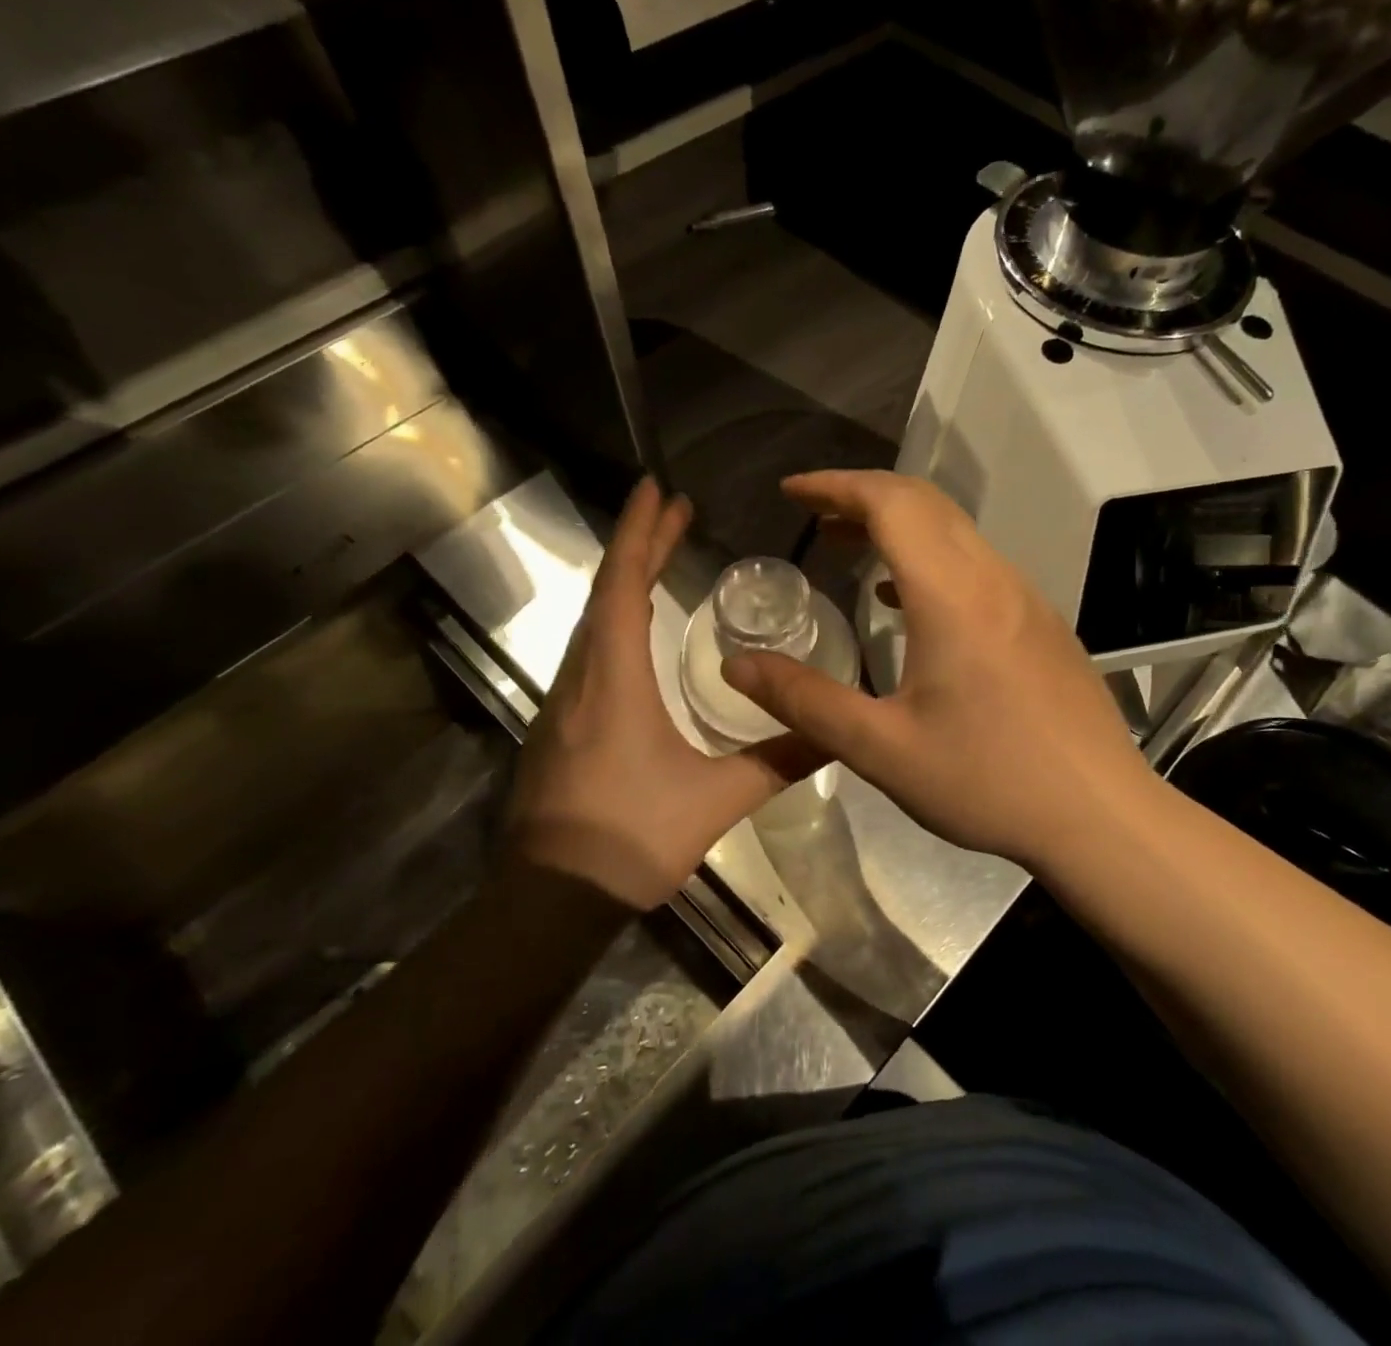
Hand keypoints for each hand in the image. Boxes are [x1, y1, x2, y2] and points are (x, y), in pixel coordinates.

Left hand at [506, 478, 823, 908]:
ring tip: (661, 554)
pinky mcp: (561, 727)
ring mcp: (565, 702)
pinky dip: (616, 618)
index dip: (640, 533)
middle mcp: (582, 678)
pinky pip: (589, 651)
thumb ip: (777, 761)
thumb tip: (838, 734)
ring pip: (594, 622)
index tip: (657, 489)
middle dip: (640, 545)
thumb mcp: (716, 799)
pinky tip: (638, 630)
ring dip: (627, 581)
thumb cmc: (630, 839)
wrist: (551, 901)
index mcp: (614, 680)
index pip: (624, 587)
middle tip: (674, 509)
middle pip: (607, 593)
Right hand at [721, 471, 1152, 872]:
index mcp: (952, 595)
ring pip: (956, 533)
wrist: (1100, 815)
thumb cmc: (988, 781)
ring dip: (900, 528)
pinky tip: (908, 605)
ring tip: (849, 551)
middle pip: (925, 505)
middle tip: (813, 517)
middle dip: (862, 497)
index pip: (891, 503)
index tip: (790, 492)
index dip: (835, 485)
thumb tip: (736, 666)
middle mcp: (994, 579)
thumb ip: (805, 701)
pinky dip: (932, 560)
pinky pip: (979, 566)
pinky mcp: (1043, 625)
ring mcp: (1027, 599)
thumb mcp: (882, 749)